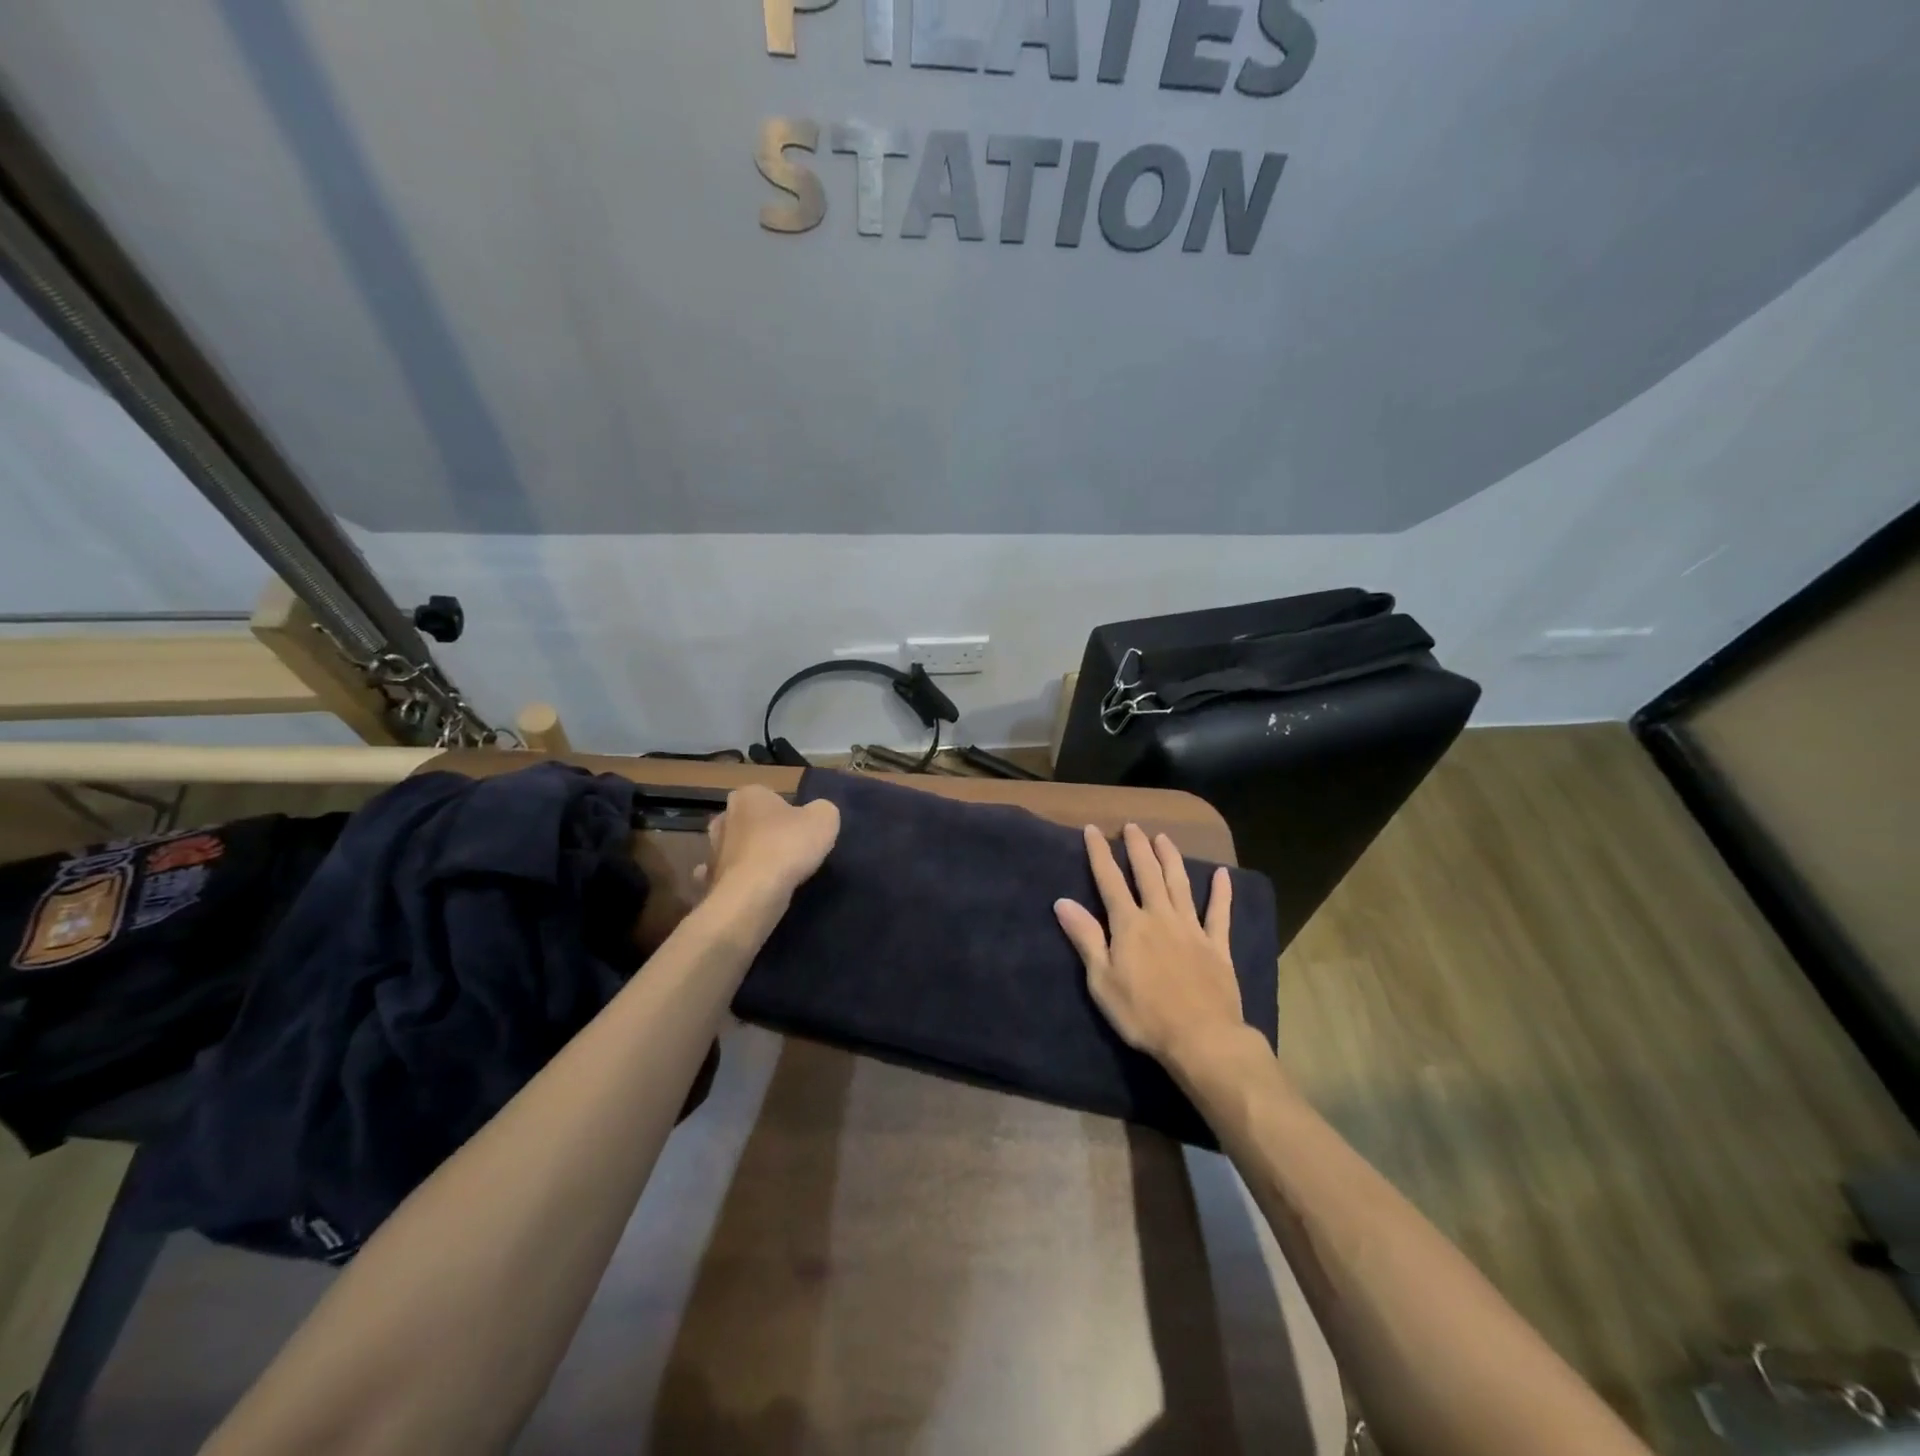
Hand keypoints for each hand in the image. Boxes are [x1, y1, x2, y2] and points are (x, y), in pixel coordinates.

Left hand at [695, 786, 840, 912]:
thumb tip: (816, 814)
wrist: (753, 894)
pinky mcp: (711, 882)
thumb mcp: (824, 818)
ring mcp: (713, 851)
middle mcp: (724, 818)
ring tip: (776, 873)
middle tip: (788, 848)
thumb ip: (822, 810)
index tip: (800, 828)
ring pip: (737, 850)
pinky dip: (742, 882)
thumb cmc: (787, 846)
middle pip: (749, 822)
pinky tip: (758, 891)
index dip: (786, 811)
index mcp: (748, 795)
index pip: (768, 796)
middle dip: (763, 832)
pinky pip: (730, 877)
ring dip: (751, 858)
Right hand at [1054, 823, 1246, 1074]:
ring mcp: (1192, 929)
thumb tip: (1062, 902)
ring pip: (1180, 884)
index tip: (1093, 830)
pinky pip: (1220, 914)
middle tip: (1132, 826)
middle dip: (1138, 848)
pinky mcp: (1217, 946)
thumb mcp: (1102, 980)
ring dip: (1171, 859)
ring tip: (1164, 838)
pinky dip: (1221, 893)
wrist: (1201, 1038)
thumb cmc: (1143, 1014)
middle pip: (1148, 874)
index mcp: (1130, 925)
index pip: (1110, 881)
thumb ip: (1086, 938)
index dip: (1100, 853)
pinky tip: (1222, 875)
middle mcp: (1160, 917)